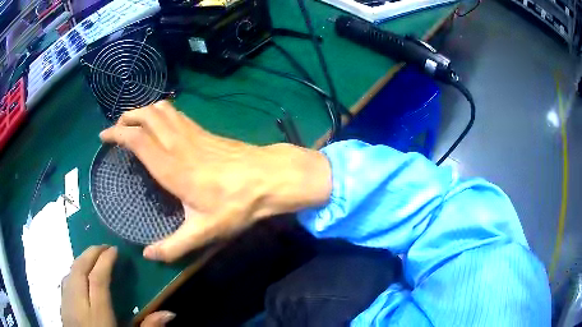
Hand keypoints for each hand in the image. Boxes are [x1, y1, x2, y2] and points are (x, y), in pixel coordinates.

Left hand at [61, 245, 175, 326]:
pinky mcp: (62, 306)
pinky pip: (66, 281)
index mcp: (98, 314)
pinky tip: (79, 275)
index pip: (98, 279)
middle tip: (104, 247)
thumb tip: (170, 313)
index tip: (114, 249)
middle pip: (80, 269)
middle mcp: (78, 304)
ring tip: (93, 257)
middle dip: (91, 253)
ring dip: (81, 260)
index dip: (105, 260)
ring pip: (70, 272)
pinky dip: (73, 271)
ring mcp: (67, 303)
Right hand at [99, 101, 331, 261]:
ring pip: (162, 109)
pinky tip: (161, 123)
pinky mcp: (204, 131)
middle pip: (147, 115)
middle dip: (127, 116)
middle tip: (116, 128)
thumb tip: (148, 255)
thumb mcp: (203, 232)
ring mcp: (192, 133)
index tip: (103, 137)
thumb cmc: (235, 204)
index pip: (136, 139)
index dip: (116, 134)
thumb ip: (173, 246)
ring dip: (144, 111)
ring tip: (134, 122)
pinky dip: (162, 112)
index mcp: (170, 167)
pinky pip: (177, 114)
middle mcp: (178, 143)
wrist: (268, 178)